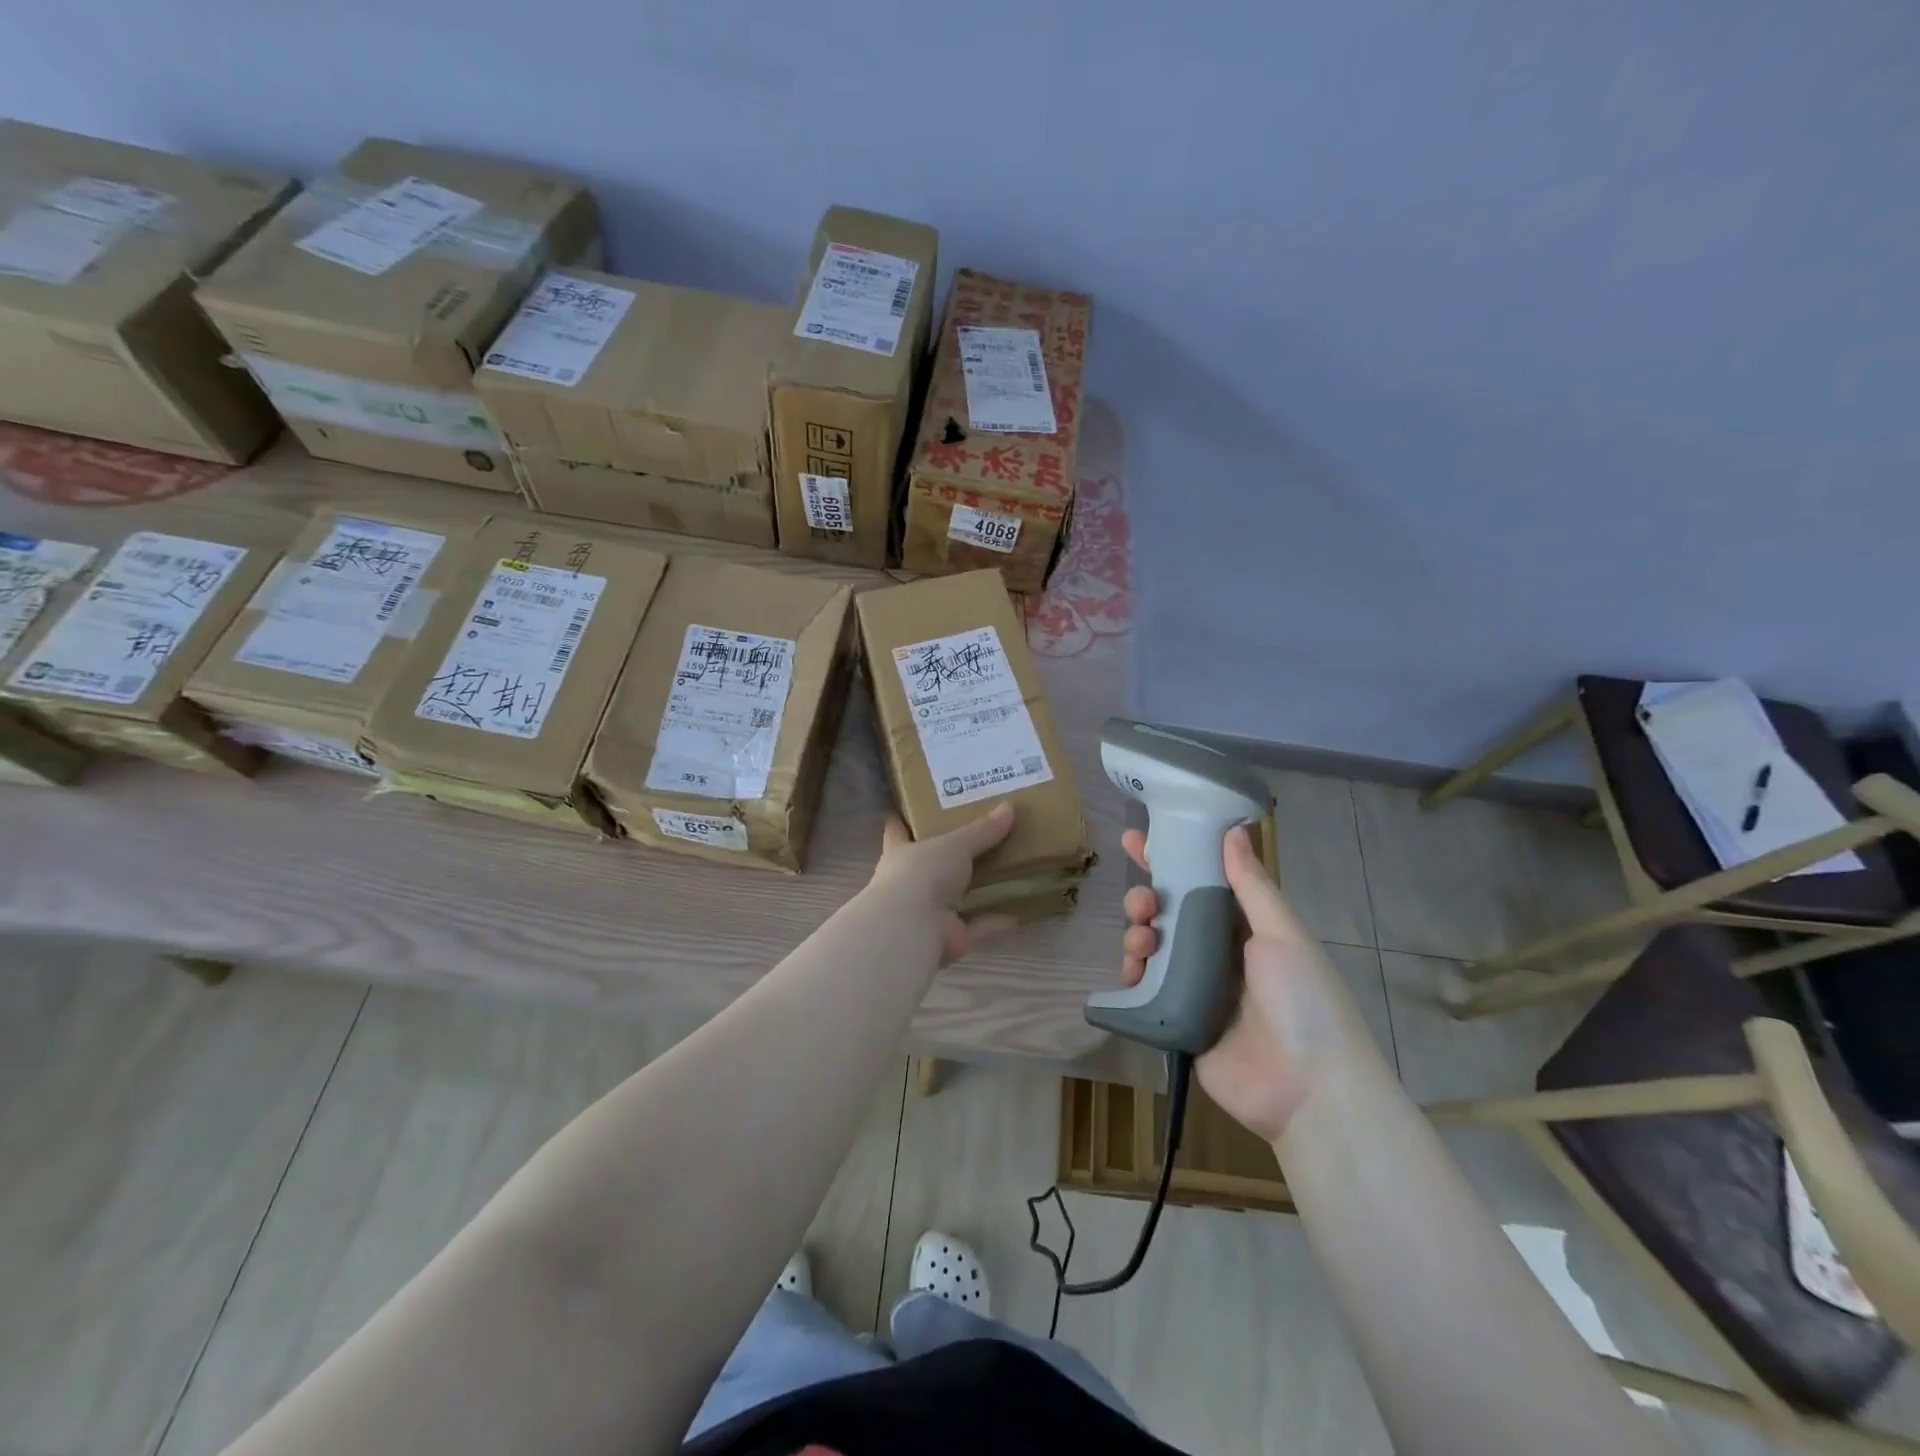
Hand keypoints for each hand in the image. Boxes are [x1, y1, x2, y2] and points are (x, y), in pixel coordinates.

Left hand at [872, 803, 1018, 965]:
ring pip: (954, 900)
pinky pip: (974, 928)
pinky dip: (993, 924)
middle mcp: (908, 882)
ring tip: (1004, 876)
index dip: (905, 818)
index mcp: (900, 852)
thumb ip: (982, 830)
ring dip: (975, 893)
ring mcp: (926, 913)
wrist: (913, 927)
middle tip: (980, 839)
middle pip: (929, 865)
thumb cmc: (923, 872)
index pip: (897, 830)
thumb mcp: (955, 844)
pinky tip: (1018, 915)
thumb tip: (1009, 807)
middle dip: (949, 857)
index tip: (918, 807)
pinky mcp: (946, 938)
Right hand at [1121, 824, 1374, 1142]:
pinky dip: (1132, 976)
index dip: (1170, 859)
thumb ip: (1251, 884)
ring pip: (1152, 949)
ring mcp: (1195, 989)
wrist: (1309, 1091)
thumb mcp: (1282, 934)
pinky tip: (1132, 972)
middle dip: (1146, 900)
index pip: (1201, 882)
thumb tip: (1234, 828)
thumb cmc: (1303, 1000)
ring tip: (1141, 941)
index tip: (1135, 839)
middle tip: (1141, 902)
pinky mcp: (1176, 1021)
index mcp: (1245, 929)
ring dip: (1137, 934)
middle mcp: (1217, 954)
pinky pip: (1144, 991)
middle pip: (1169, 915)